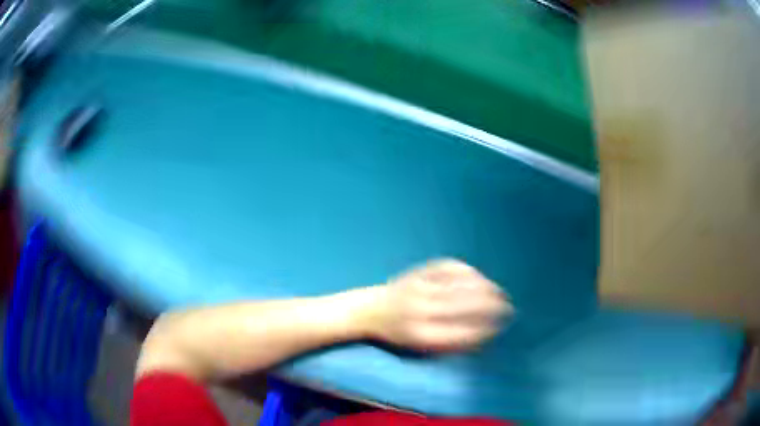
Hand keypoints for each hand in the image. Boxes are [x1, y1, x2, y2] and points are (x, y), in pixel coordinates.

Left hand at [368, 259, 511, 352]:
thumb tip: (483, 337)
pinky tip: (478, 277)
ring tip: (498, 293)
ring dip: (485, 287)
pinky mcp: (417, 272)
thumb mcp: (419, 350)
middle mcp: (419, 311)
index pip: (460, 333)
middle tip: (507, 307)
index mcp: (419, 335)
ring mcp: (418, 288)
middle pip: (463, 306)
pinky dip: (467, 271)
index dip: (485, 329)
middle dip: (491, 306)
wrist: (369, 311)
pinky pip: (448, 267)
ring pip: (459, 284)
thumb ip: (449, 345)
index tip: (500, 327)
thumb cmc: (399, 336)